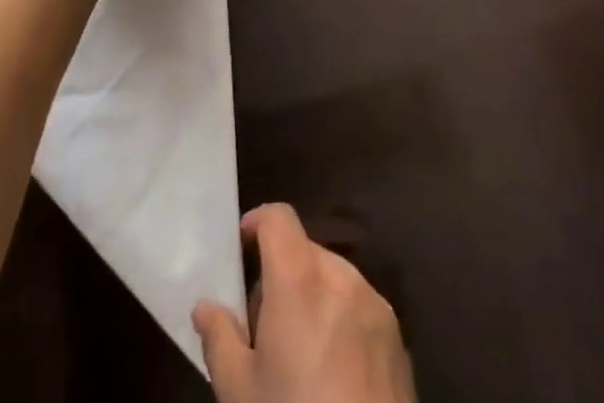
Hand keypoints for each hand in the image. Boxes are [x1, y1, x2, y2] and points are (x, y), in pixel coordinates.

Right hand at [193, 204, 415, 402]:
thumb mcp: (240, 392)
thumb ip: (219, 339)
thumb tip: (204, 307)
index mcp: (300, 278)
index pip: (278, 217)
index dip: (257, 224)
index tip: (241, 250)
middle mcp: (341, 277)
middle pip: (304, 252)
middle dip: (281, 276)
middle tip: (263, 327)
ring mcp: (375, 306)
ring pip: (333, 280)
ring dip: (313, 299)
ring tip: (299, 356)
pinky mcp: (398, 340)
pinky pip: (360, 310)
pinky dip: (342, 323)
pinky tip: (333, 375)